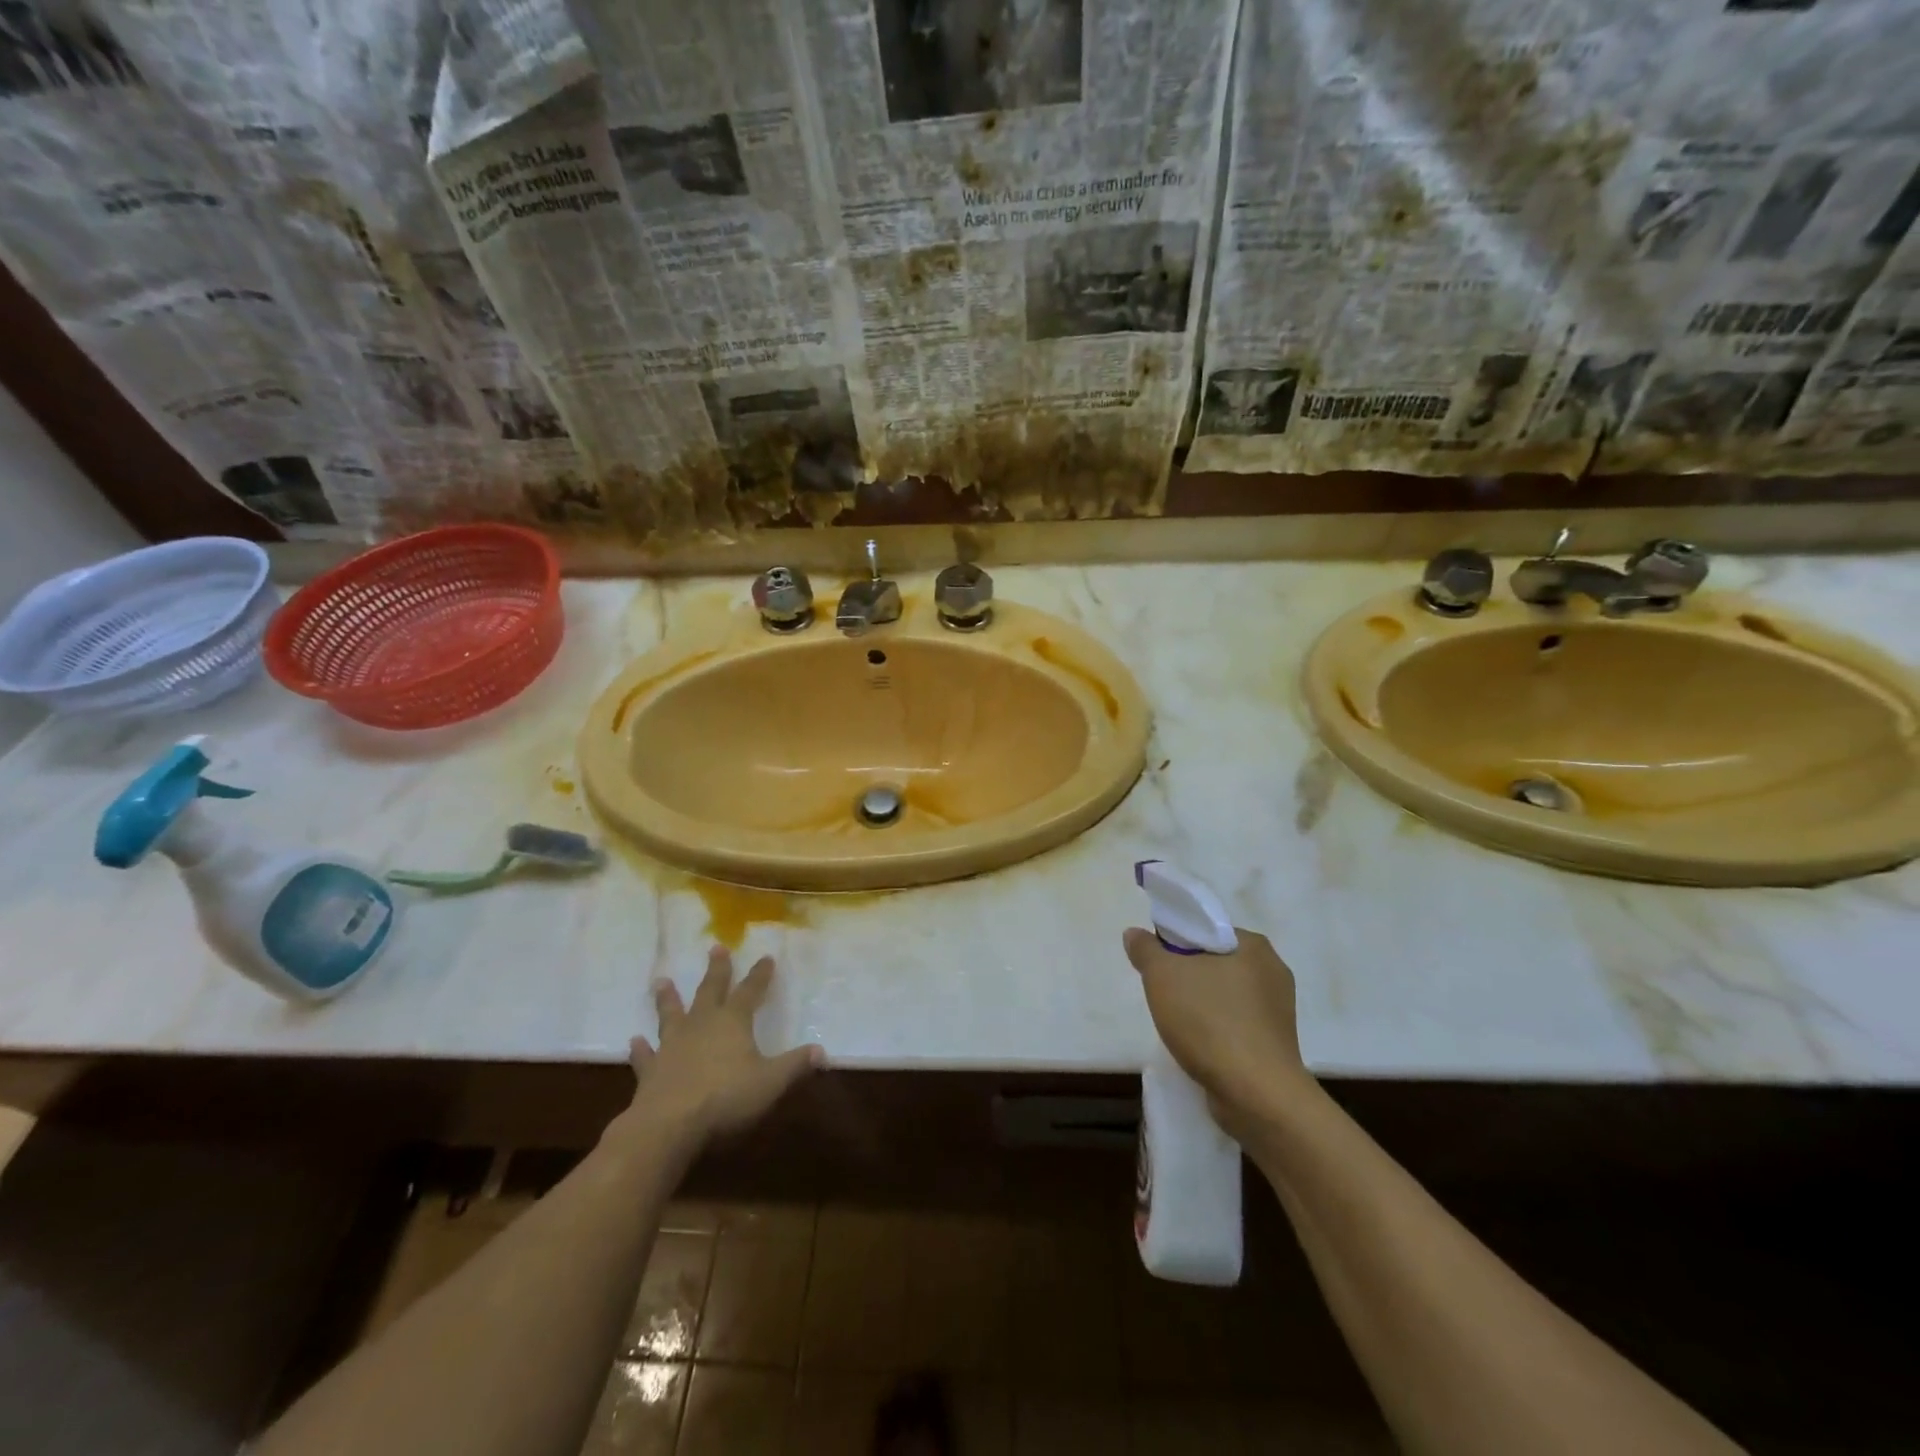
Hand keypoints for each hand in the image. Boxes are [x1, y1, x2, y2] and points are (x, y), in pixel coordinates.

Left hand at [627, 947, 822, 1149]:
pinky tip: (634, 1041)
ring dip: (668, 998)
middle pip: (710, 991)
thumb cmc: (726, 1098)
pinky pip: (646, 1055)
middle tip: (715, 948)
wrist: (668, 1126)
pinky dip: (641, 1049)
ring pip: (671, 1014)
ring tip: (662, 980)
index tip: (766, 957)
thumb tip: (822, 1051)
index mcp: (733, 1022)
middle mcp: (701, 1025)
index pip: (750, 992)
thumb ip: (795, 1066)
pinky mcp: (650, 1072)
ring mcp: (672, 1046)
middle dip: (716, 970)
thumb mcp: (771, 1082)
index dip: (760, 975)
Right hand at [1123, 925, 1310, 1131]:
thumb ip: (1146, 949)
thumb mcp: (1164, 975)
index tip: (1157, 963)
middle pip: (1214, 962)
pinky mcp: (1274, 1044)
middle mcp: (1273, 972)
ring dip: (1200, 1004)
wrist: (1256, 1095)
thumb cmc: (1211, 1022)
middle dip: (1186, 975)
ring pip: (1224, 995)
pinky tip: (1198, 1045)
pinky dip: (1215, 1029)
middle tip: (1162, 992)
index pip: (1207, 930)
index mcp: (1254, 946)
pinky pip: (1235, 1024)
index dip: (1177, 941)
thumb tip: (1135, 934)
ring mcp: (1278, 1012)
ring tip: (1177, 1023)